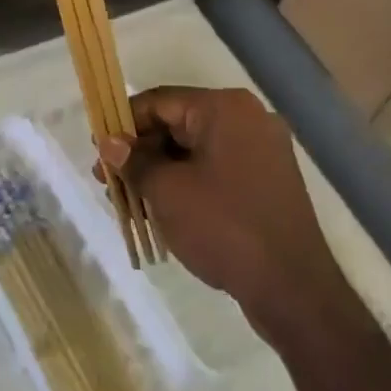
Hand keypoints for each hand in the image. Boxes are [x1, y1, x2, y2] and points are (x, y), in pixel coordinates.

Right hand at [99, 87, 348, 338]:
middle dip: (142, 151)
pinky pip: (217, 169)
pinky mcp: (268, 181)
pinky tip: (164, 209)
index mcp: (225, 108)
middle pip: (179, 123)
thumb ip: (135, 161)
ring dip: (162, 170)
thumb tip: (109, 142)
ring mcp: (262, 150)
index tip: (98, 149)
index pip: (161, 101)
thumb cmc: (224, 227)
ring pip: (196, 149)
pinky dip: (188, 182)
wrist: (293, 289)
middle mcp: (247, 118)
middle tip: (110, 181)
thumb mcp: (168, 192)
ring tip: (132, 201)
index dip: (124, 123)